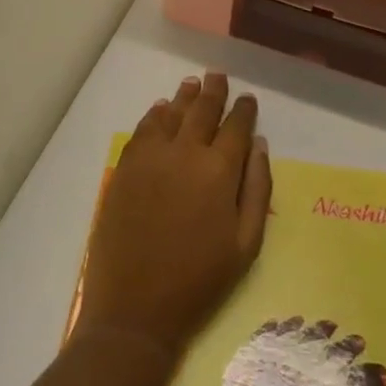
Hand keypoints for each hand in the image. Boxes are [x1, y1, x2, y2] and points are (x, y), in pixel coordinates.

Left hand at [75, 73, 271, 361]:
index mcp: (219, 170)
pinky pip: (143, 129)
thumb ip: (257, 188)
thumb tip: (259, 144)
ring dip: (185, 97)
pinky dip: (155, 115)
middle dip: (214, 92)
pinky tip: (161, 110)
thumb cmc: (200, 281)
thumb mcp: (246, 244)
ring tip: (192, 84)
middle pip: (202, 110)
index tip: (247, 99)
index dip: (244, 109)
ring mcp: (151, 157)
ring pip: (171, 113)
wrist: (136, 308)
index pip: (236, 126)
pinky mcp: (125, 167)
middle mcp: (185, 152)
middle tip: (218, 77)